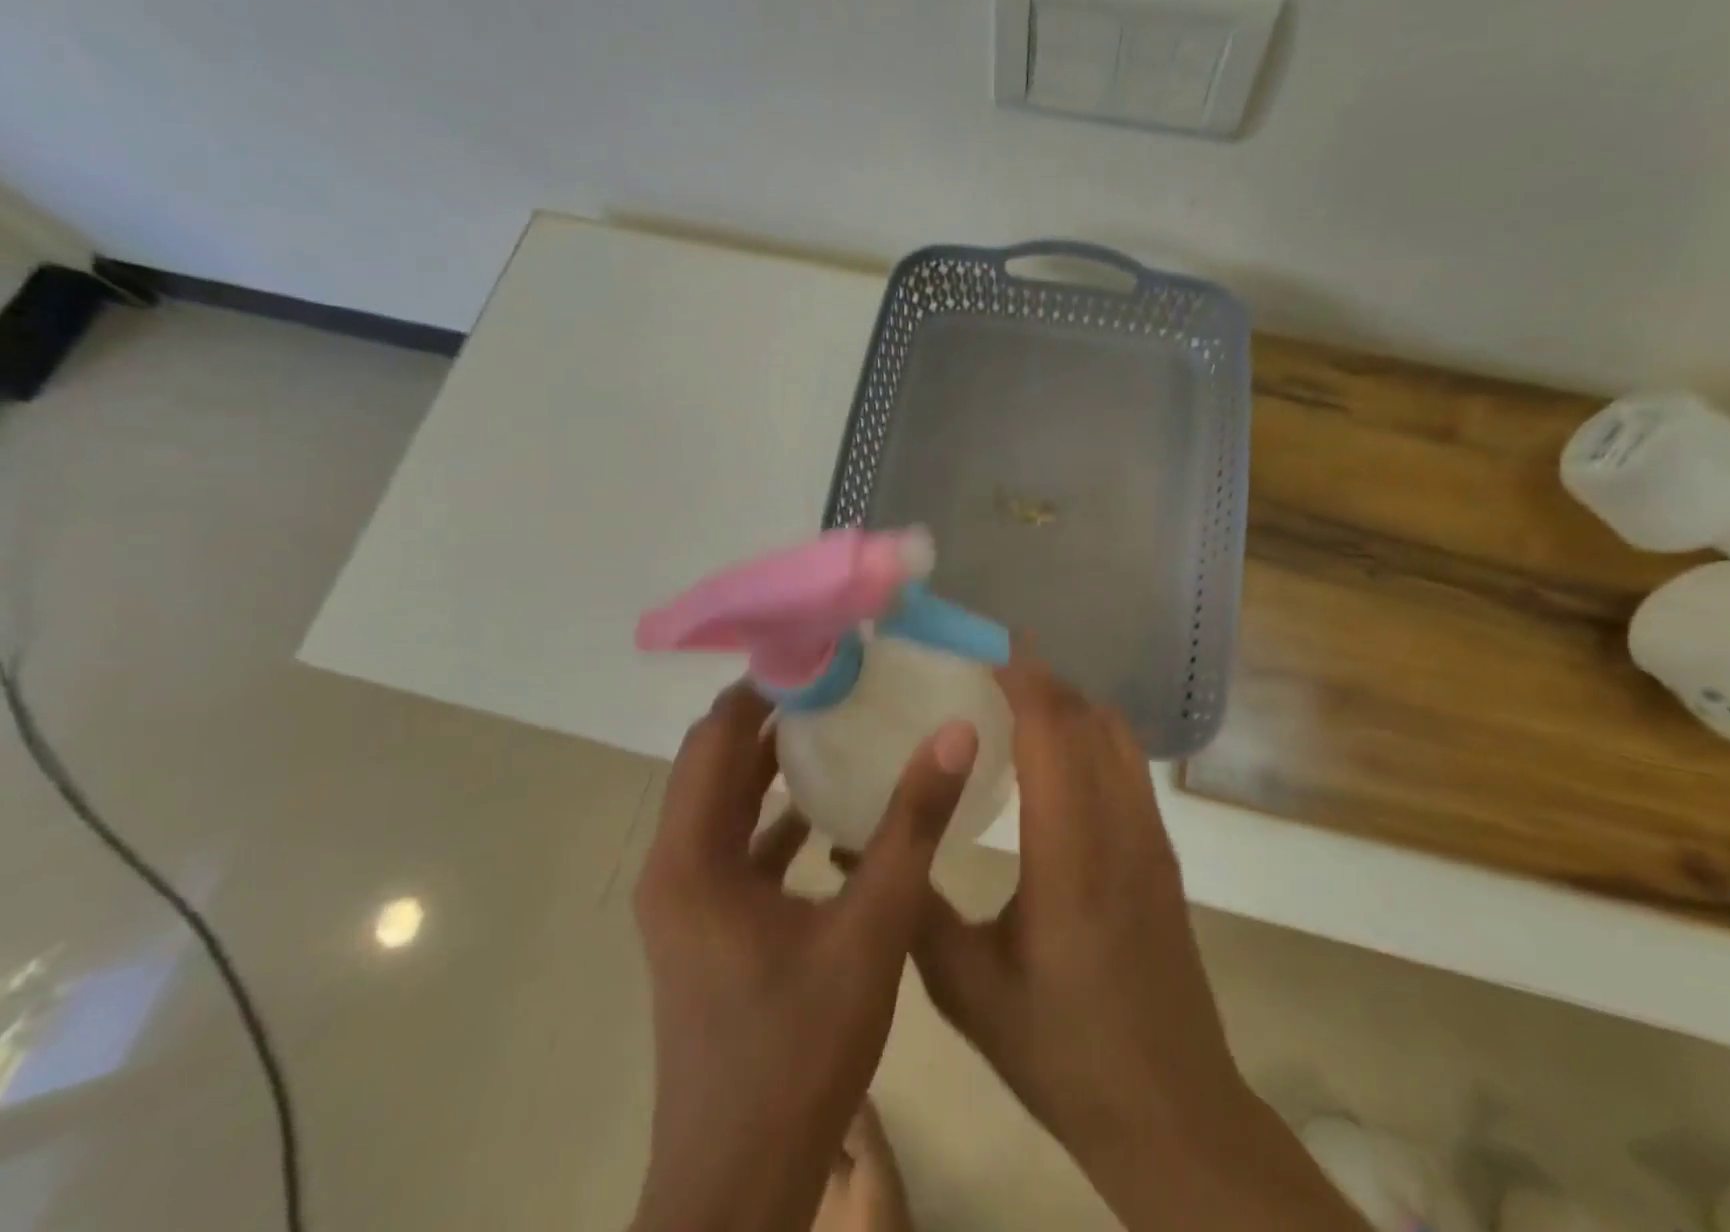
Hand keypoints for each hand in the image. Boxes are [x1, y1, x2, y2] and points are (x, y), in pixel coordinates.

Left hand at [631, 682, 978, 1231]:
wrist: (739, 1190)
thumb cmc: (797, 1052)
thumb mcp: (870, 929)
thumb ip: (911, 826)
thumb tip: (953, 733)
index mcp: (692, 857)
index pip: (717, 734)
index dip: (765, 685)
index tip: (823, 651)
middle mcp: (676, 867)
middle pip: (715, 760)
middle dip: (771, 712)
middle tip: (839, 675)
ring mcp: (688, 900)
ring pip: (725, 802)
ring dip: (772, 760)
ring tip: (838, 719)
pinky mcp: (709, 927)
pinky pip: (739, 844)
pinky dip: (776, 813)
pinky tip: (831, 806)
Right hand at [911, 659, 1367, 1231]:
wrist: (1172, 1111)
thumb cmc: (1062, 1052)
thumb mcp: (966, 988)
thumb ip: (911, 906)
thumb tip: (852, 843)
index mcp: (1069, 854)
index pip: (1053, 731)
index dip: (1022, 677)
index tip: (982, 647)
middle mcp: (1118, 827)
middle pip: (1086, 717)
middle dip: (1038, 678)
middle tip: (983, 669)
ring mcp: (1149, 836)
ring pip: (1114, 733)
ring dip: (1068, 702)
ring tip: (1014, 701)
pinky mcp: (1161, 852)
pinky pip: (1128, 762)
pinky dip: (1091, 732)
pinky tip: (1054, 756)